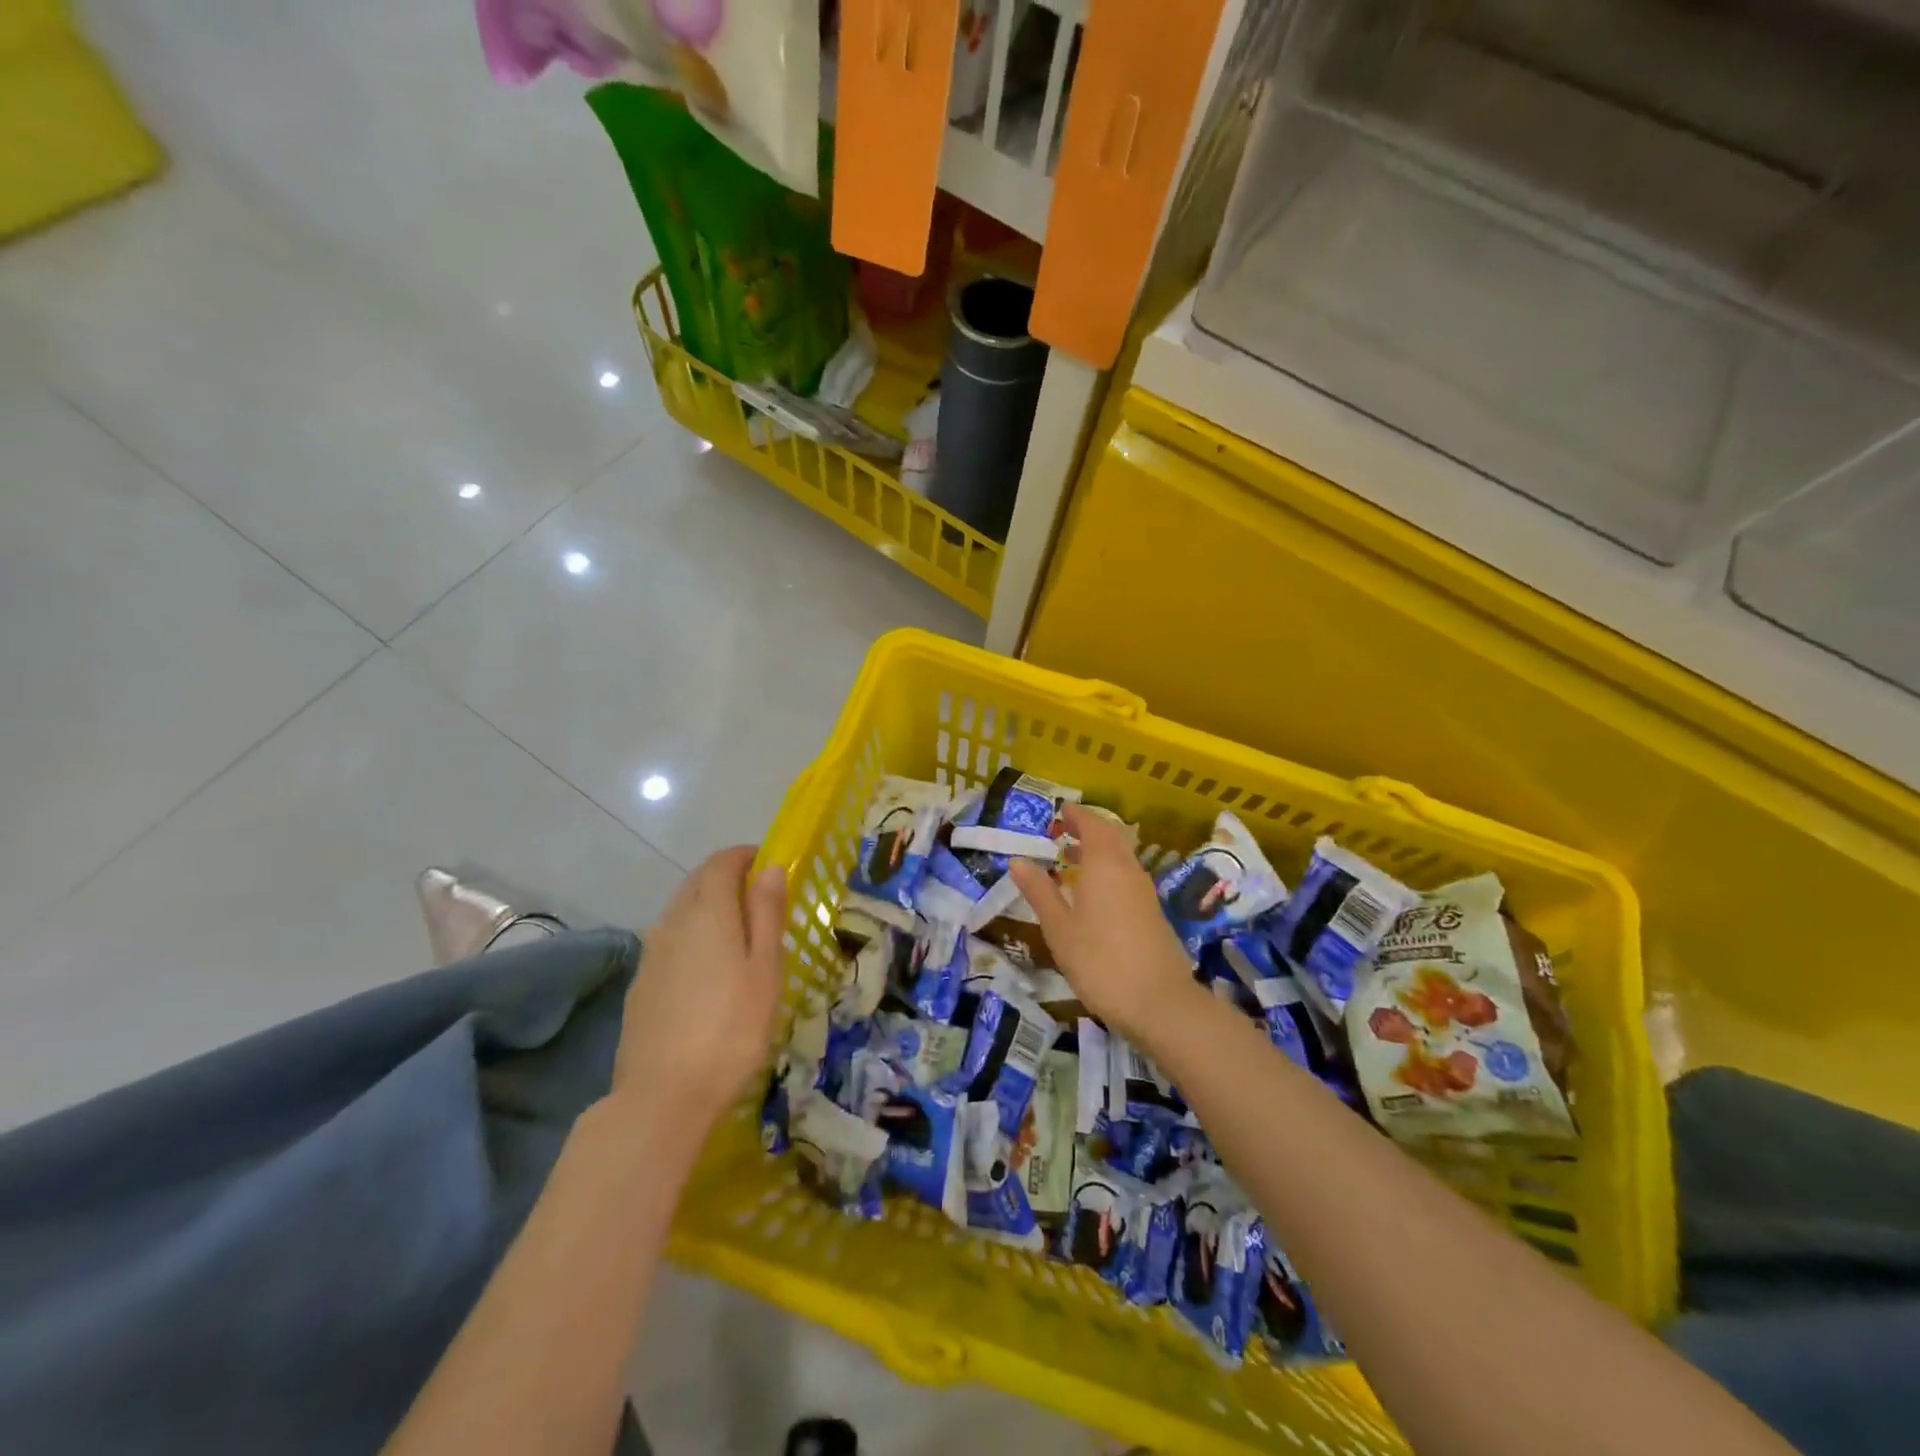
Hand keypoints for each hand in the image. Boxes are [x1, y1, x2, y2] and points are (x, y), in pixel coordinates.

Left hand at [613, 847, 785, 1128]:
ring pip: (681, 909)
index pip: (721, 861)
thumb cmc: (732, 1027)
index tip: (770, 867)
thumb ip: (767, 913)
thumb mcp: (765, 968)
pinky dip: (692, 934)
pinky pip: (670, 938)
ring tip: (739, 935)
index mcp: (708, 911)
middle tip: (760, 900)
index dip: (746, 856)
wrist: (663, 1095)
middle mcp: (673, 920)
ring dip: (709, 906)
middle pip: (698, 881)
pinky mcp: (641, 981)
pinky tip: (709, 969)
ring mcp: (652, 952)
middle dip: (728, 878)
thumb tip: (770, 867)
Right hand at [1009, 804, 1197, 1041]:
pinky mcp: (1152, 913)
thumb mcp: (1059, 928)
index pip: (1092, 824)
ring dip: (1099, 850)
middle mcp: (1128, 870)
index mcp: (1105, 865)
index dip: (1075, 815)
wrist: (1159, 1003)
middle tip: (1062, 832)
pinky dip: (1108, 871)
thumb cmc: (1100, 961)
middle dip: (1087, 829)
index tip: (1058, 812)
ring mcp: (1144, 892)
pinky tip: (1092, 894)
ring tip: (1072, 860)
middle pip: (1111, 836)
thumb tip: (1018, 860)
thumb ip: (1039, 892)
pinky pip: (1127, 876)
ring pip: (1122, 857)